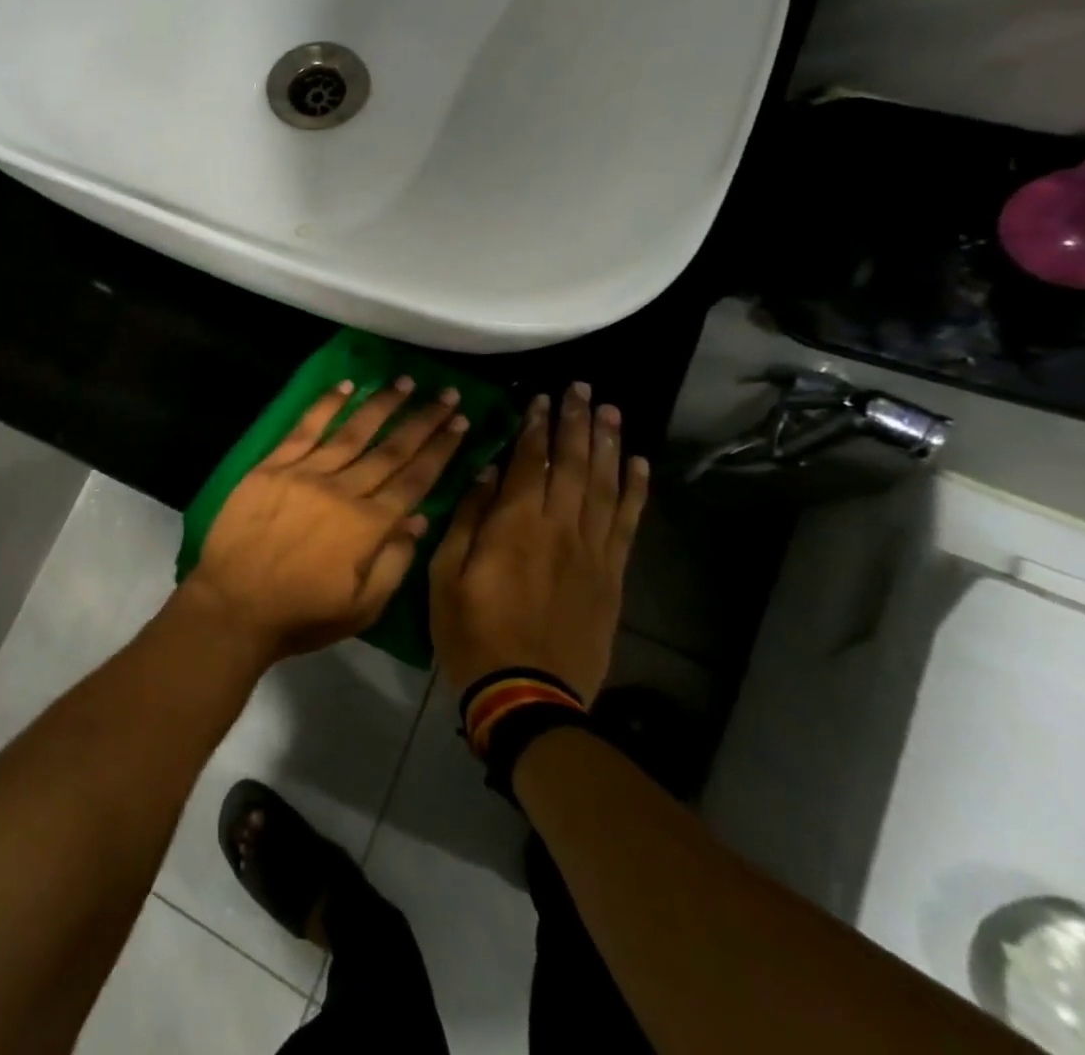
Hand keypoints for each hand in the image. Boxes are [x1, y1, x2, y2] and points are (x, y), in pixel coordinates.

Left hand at [185, 378, 471, 662]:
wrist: (233, 604)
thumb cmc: (301, 614)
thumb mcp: (362, 608)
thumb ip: (395, 562)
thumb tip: (420, 519)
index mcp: (369, 526)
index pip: (415, 480)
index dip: (440, 450)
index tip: (461, 423)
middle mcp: (343, 490)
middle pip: (390, 450)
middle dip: (422, 420)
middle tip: (446, 393)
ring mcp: (305, 473)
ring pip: (352, 432)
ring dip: (381, 405)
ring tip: (405, 382)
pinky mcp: (272, 466)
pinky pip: (304, 428)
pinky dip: (325, 405)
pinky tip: (345, 385)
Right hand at [429, 382, 648, 702]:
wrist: (527, 694)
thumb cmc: (472, 631)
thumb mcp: (445, 574)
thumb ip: (467, 520)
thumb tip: (486, 473)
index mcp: (515, 526)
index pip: (531, 463)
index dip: (537, 428)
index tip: (542, 399)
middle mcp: (560, 529)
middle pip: (574, 465)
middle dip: (577, 423)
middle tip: (583, 390)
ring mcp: (592, 552)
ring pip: (605, 486)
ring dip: (609, 445)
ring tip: (612, 412)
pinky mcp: (611, 576)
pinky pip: (628, 524)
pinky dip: (635, 492)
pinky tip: (639, 466)